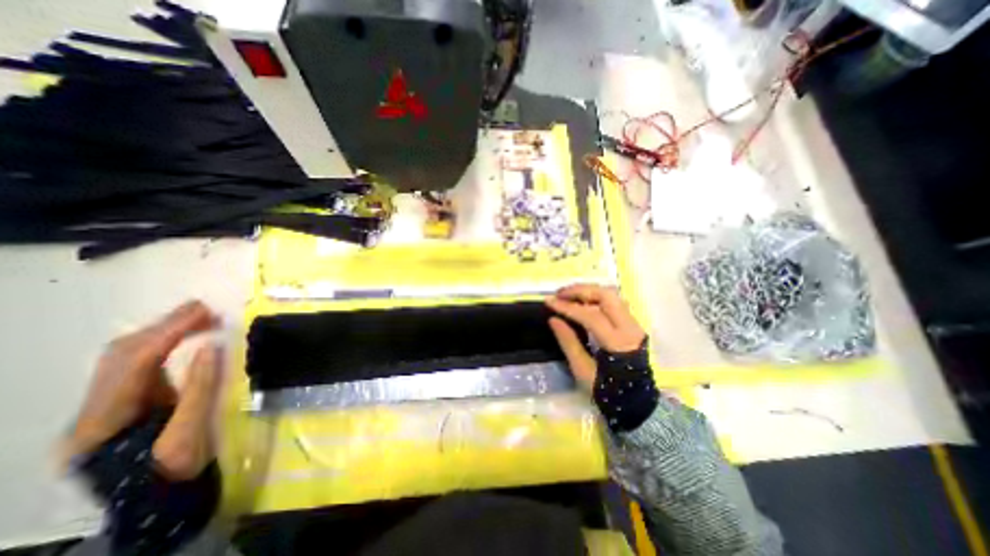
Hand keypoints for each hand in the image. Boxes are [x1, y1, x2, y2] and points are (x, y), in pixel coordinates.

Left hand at [64, 301, 219, 480]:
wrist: (160, 500)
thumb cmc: (176, 471)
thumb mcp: (190, 434)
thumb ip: (199, 389)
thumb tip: (212, 347)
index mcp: (102, 423)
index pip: (133, 365)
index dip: (169, 333)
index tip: (204, 312)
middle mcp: (91, 411)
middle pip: (120, 356)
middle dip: (164, 326)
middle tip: (206, 310)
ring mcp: (103, 407)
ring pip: (125, 357)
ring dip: (164, 332)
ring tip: (202, 318)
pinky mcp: (124, 403)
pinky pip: (138, 365)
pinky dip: (164, 344)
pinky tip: (187, 337)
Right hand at [546, 287, 645, 390]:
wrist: (637, 404)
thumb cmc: (608, 391)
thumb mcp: (583, 370)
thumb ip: (568, 341)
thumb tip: (553, 318)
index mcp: (618, 343)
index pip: (590, 315)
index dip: (567, 306)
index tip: (549, 301)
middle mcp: (630, 328)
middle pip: (606, 295)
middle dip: (580, 290)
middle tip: (560, 294)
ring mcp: (634, 325)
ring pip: (611, 295)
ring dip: (588, 291)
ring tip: (568, 296)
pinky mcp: (633, 325)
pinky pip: (614, 303)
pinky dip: (596, 298)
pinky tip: (582, 302)